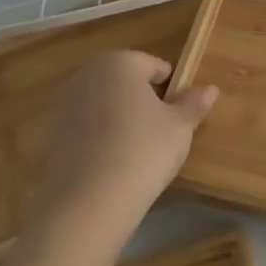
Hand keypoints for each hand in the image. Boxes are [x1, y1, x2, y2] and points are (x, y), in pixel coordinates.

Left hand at [29, 51, 219, 239]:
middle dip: (144, 99)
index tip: (181, 112)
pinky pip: (89, 127)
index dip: (171, 87)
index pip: (153, 65)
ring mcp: (66, 105)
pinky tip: (116, 162)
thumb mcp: (180, 127)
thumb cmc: (143, 151)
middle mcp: (88, 75)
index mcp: (119, 63)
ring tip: (141, 149)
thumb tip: (210, 88)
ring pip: (105, 103)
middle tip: (163, 129)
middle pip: (125, 81)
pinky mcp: (54, 135)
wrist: (89, 202)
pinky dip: (103, 137)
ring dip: (122, 117)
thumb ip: (194, 104)